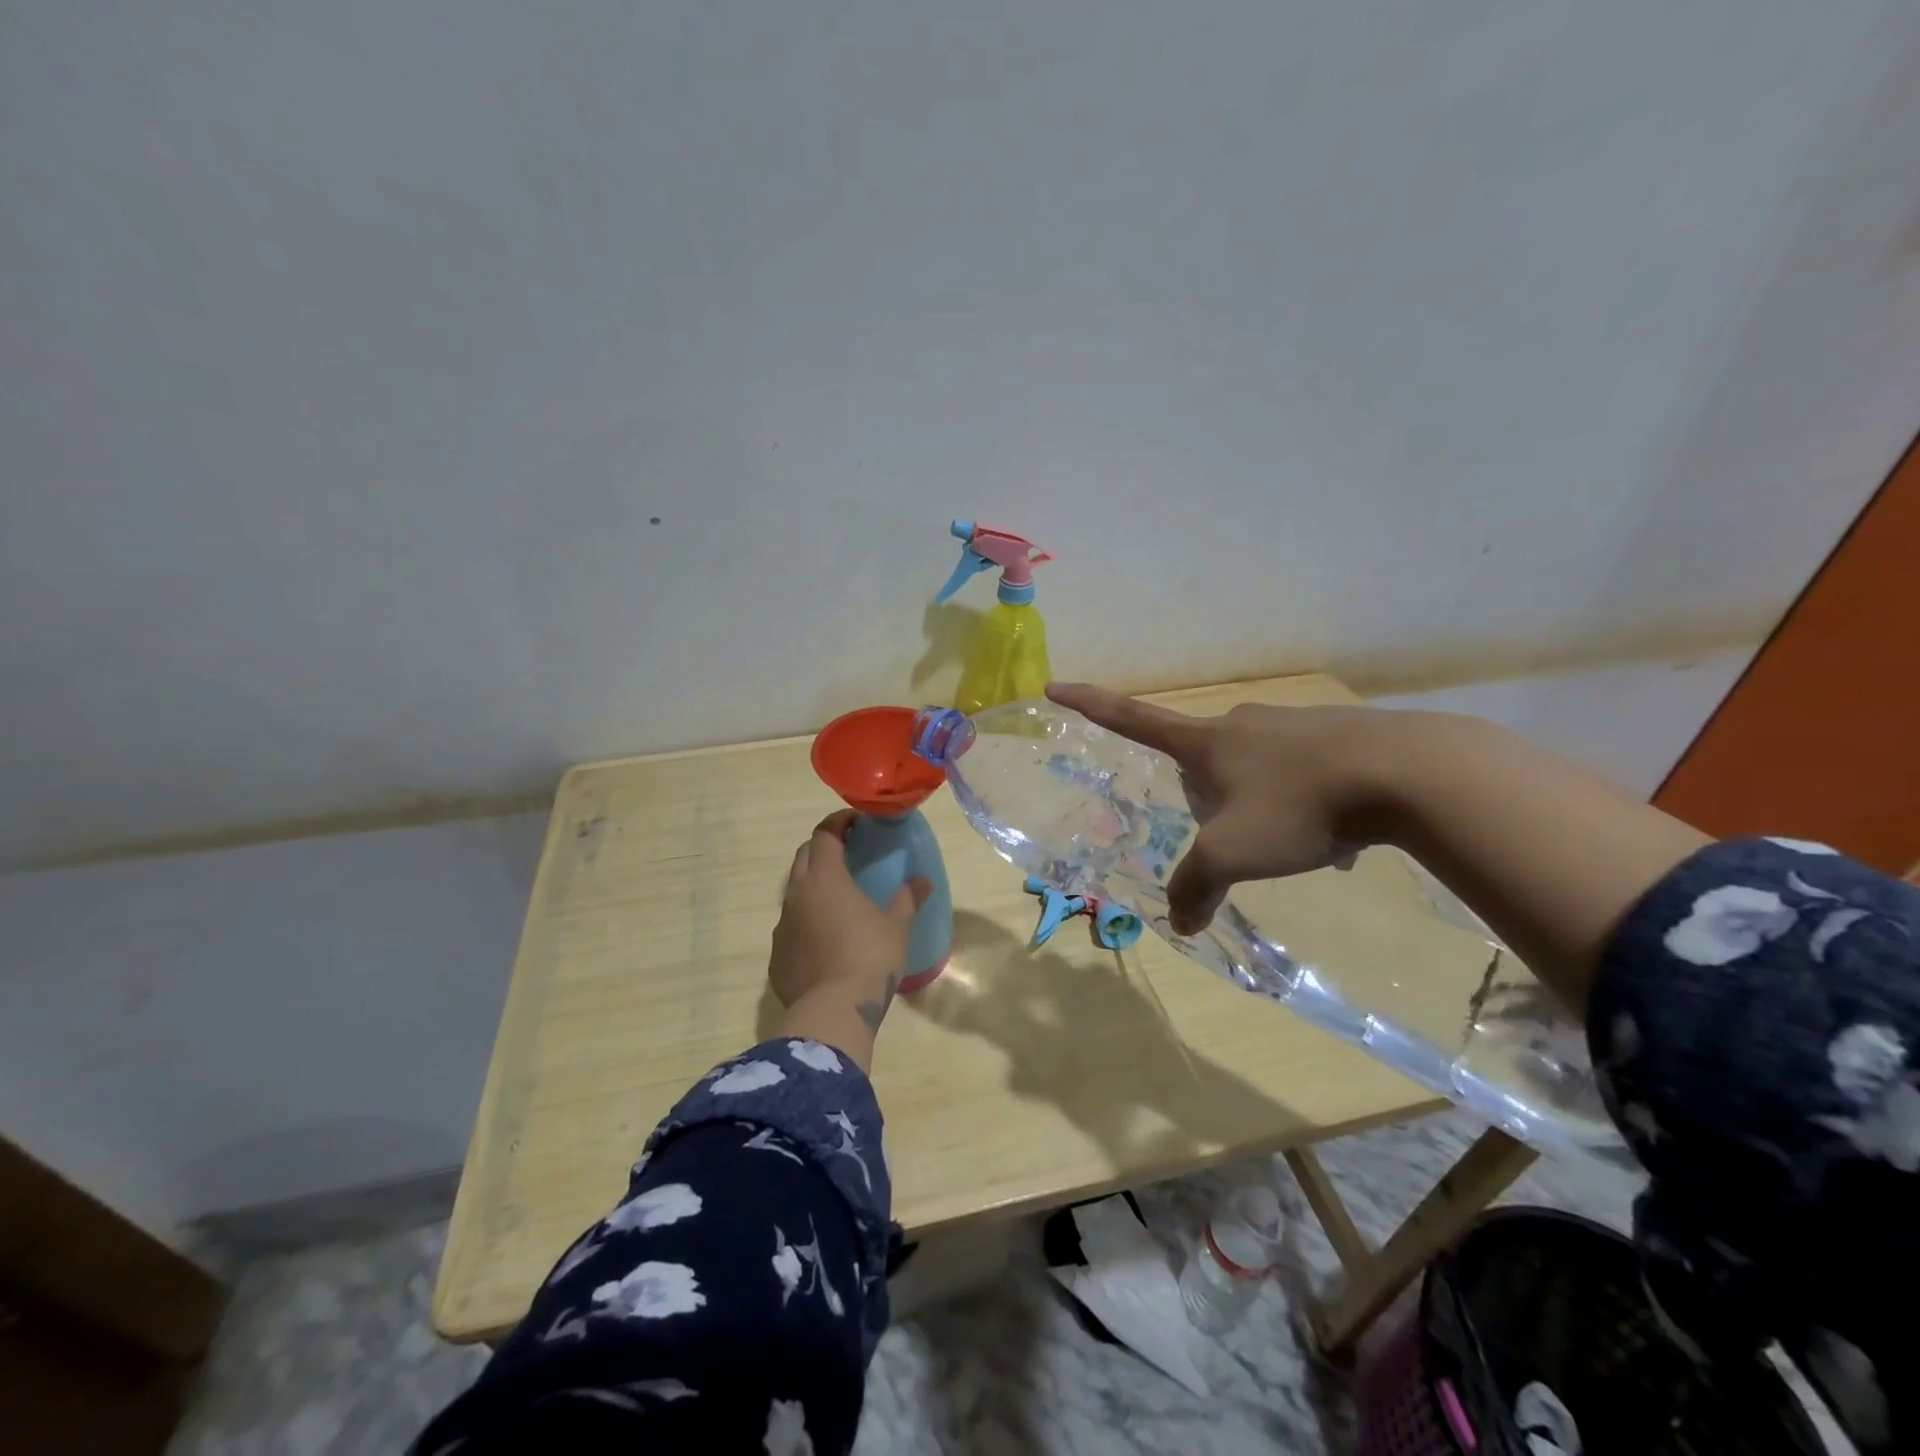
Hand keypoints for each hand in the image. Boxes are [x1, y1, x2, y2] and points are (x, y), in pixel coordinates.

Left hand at [771, 811, 930, 1028]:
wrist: (832, 1012)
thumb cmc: (869, 958)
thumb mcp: (897, 927)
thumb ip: (907, 899)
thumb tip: (922, 881)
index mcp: (825, 878)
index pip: (825, 834)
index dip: (839, 823)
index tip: (856, 822)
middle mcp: (797, 894)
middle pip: (804, 856)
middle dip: (823, 847)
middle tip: (847, 852)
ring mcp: (782, 925)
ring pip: (794, 892)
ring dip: (813, 886)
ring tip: (838, 898)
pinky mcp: (777, 955)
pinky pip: (790, 926)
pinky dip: (806, 921)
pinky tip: (825, 938)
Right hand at [1046, 683, 1396, 934]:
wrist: (1407, 772)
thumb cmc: (1300, 806)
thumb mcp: (1234, 854)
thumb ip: (1197, 887)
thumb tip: (1181, 923)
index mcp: (1206, 743)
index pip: (1132, 719)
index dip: (1091, 705)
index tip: (1055, 685)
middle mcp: (1241, 724)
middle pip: (1202, 764)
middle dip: (1211, 804)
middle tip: (1246, 840)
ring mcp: (1290, 723)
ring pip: (1254, 772)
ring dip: (1262, 808)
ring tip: (1301, 843)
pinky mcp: (1335, 732)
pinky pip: (1299, 772)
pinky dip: (1303, 804)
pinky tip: (1338, 833)